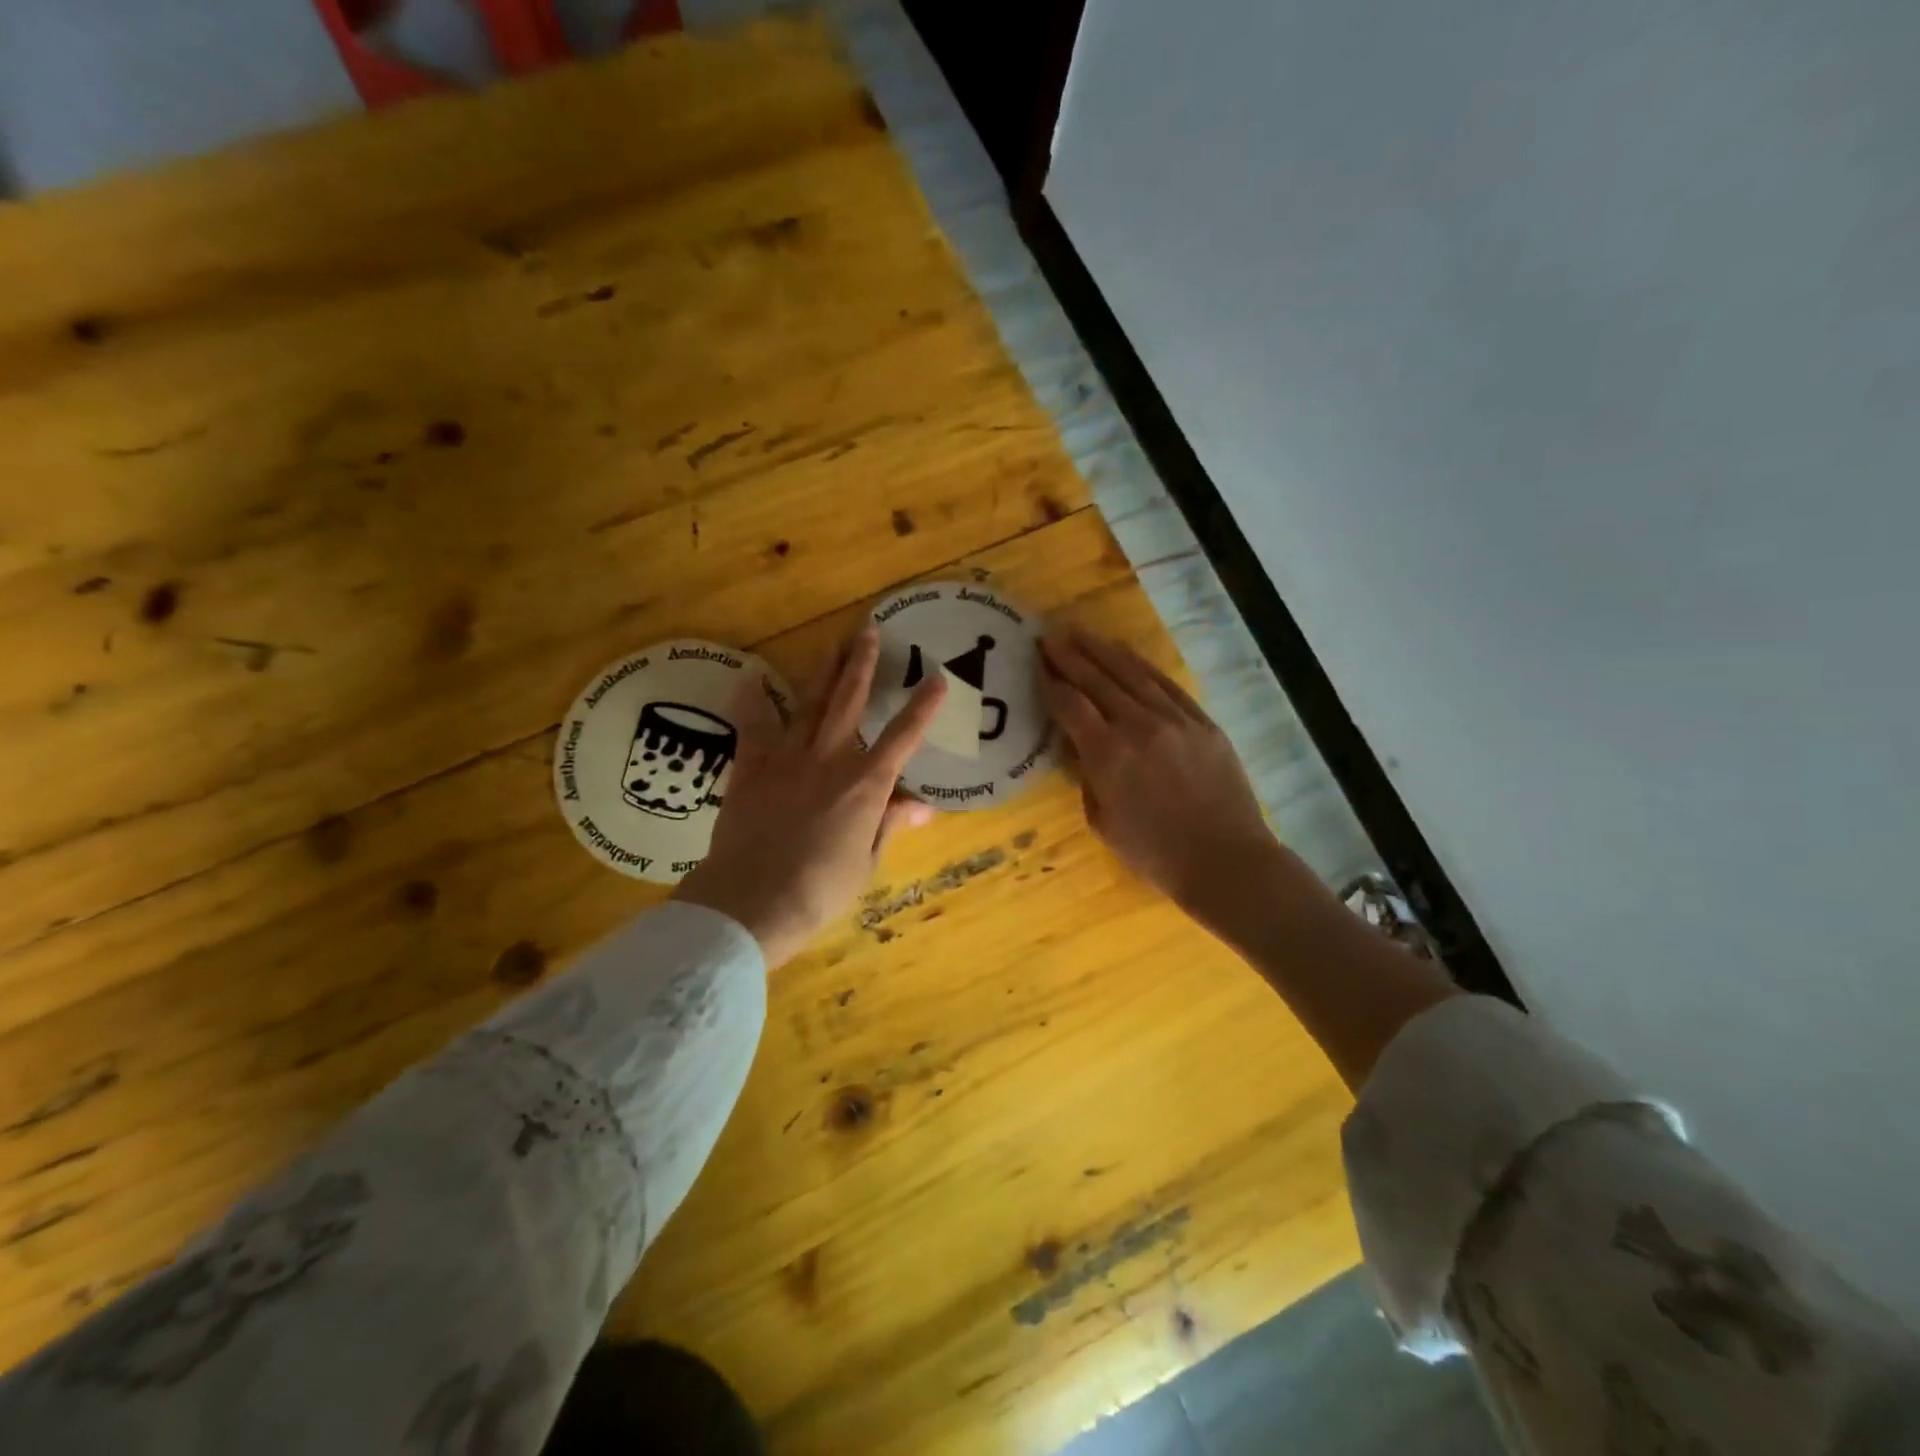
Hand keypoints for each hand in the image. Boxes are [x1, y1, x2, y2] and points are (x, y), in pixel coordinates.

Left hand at [675, 627, 946, 966]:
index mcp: (865, 785)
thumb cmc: (819, 891)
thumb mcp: (866, 862)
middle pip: (850, 701)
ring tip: (834, 643)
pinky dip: (752, 703)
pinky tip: (750, 679)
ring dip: (823, 671)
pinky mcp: (751, 768)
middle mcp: (829, 759)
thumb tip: (922, 805)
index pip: (903, 737)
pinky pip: (752, 727)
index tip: (938, 678)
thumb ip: (890, 825)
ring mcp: (787, 758)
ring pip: (809, 704)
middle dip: (862, 664)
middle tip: (869, 631)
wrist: (751, 901)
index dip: (923, 707)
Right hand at [1040, 627, 1278, 919]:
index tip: (1037, 665)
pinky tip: (1126, 654)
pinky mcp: (1202, 722)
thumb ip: (1088, 778)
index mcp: (1108, 755)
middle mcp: (1138, 726)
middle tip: (1049, 637)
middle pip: (1097, 680)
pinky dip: (1142, 667)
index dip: (1051, 683)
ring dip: (1102, 651)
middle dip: (1070, 656)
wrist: (1224, 860)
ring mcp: (1174, 720)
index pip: (1070, 706)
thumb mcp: (1103, 823)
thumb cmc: (1155, 854)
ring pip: (1132, 674)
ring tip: (1081, 634)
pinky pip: (1166, 685)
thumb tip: (1084, 750)